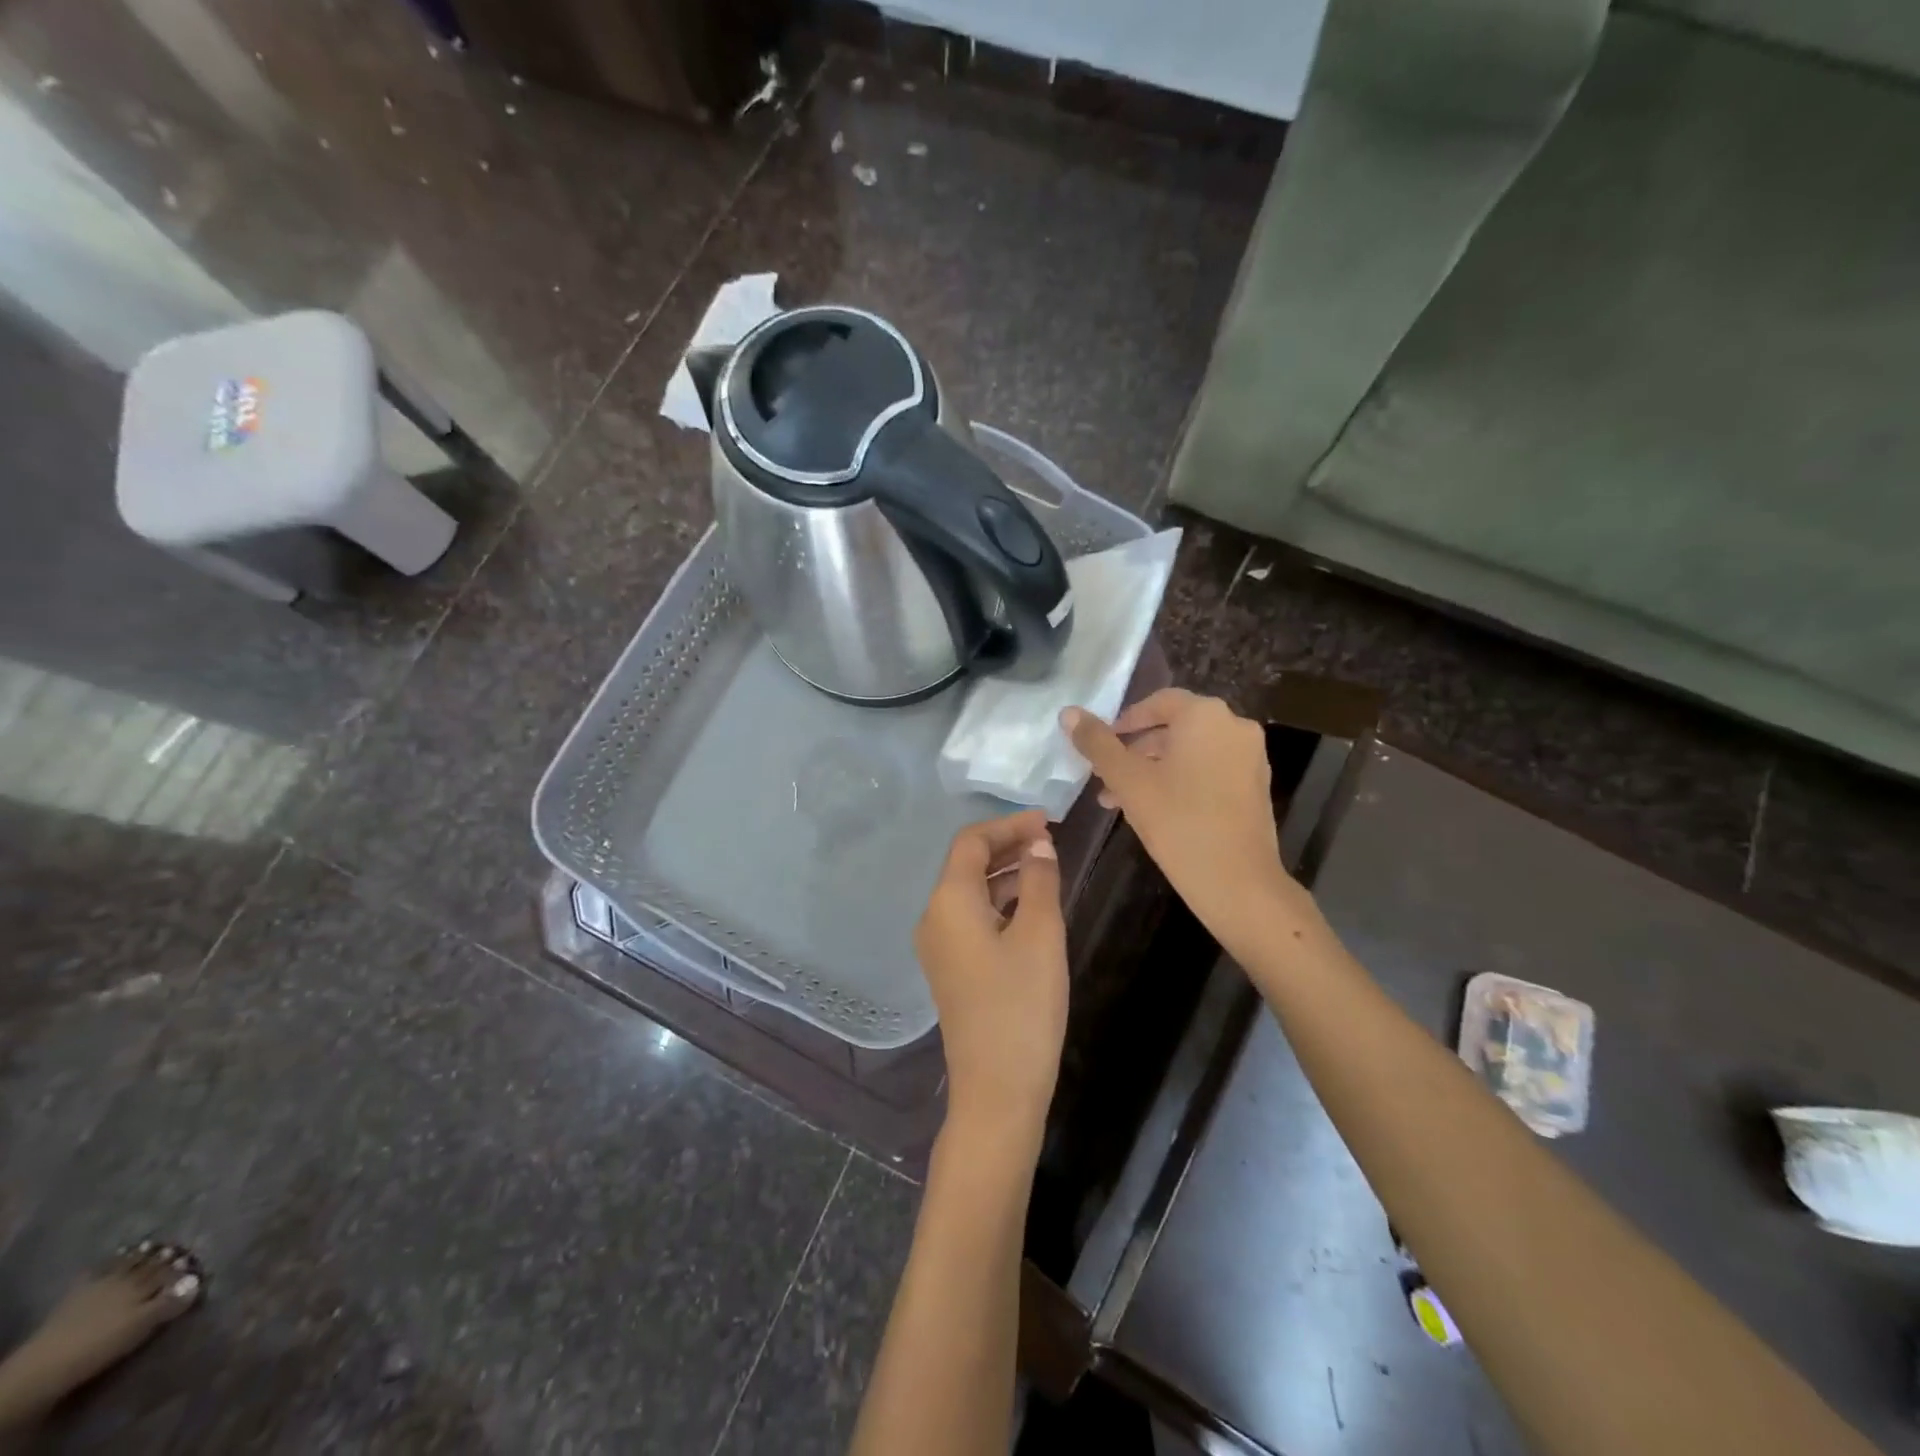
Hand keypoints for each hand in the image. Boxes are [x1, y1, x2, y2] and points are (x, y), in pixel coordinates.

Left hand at [915, 810, 1068, 1139]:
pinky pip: (970, 917)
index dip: (1008, 825)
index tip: (1047, 821)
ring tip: (1045, 866)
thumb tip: (1037, 844)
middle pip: (965, 864)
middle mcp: (933, 917)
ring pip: (968, 892)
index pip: (971, 842)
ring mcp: (938, 946)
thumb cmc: (1022, 1006)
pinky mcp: (950, 969)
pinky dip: (998, 901)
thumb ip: (1038, 880)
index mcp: (949, 902)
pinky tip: (1029, 906)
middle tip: (1049, 840)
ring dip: (1003, 873)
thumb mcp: (1040, 935)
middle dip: (1006, 846)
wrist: (997, 1089)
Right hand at [1064, 691, 1299, 949]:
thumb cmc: (1177, 822)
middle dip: (1135, 750)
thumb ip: (1097, 743)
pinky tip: (1153, 810)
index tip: (1099, 744)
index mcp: (1205, 715)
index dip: (1124, 720)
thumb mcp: (1127, 780)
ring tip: (1118, 800)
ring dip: (1153, 769)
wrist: (1237, 881)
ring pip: (1190, 752)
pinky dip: (1180, 780)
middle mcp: (1234, 726)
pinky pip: (1209, 770)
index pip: (1158, 702)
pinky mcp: (1255, 786)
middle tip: (1104, 776)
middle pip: (1174, 728)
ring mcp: (1250, 757)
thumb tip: (1069, 712)